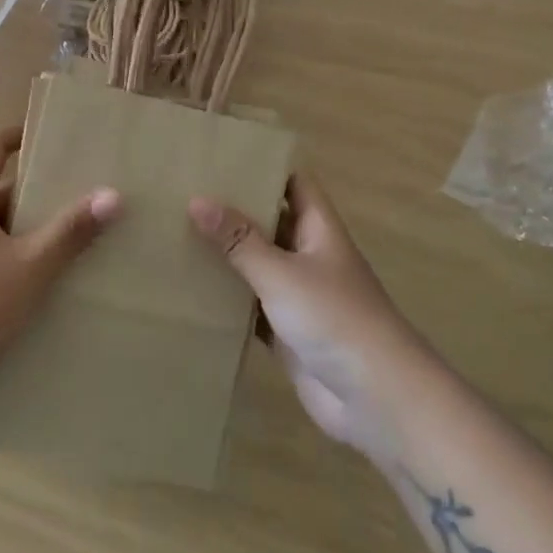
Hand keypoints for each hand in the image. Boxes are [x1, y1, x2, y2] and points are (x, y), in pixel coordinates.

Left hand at [0, 126, 118, 424]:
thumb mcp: (30, 267)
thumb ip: (71, 232)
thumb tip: (113, 194)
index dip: (17, 135)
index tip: (53, 136)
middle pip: (1, 190)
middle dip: (41, 189)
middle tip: (84, 190)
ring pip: (3, 230)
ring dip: (36, 229)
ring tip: (81, 235)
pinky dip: (26, 261)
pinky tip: (56, 280)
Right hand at [190, 173, 429, 464]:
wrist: (376, 399)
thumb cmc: (335, 319)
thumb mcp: (282, 273)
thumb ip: (239, 240)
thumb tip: (196, 199)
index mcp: (318, 228)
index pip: (292, 182)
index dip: (263, 165)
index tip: (221, 153)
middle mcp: (308, 254)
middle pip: (270, 220)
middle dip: (234, 208)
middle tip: (183, 191)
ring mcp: (298, 294)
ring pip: (257, 263)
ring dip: (227, 253)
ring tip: (177, 231)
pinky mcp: (286, 331)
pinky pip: (251, 305)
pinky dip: (227, 297)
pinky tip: (191, 288)